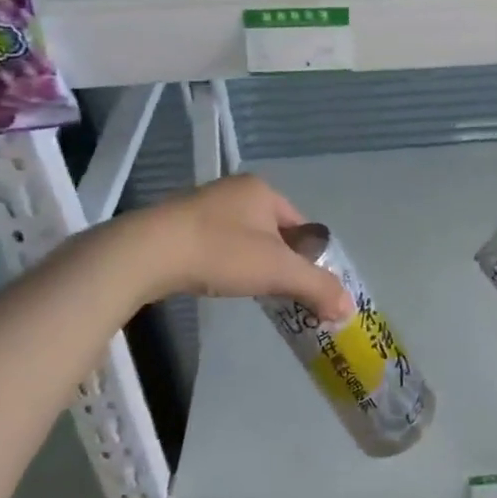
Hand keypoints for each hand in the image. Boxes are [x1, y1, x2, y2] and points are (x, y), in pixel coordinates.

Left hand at [126, 175, 351, 319]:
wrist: (147, 253)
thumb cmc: (220, 252)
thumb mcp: (277, 271)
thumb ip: (316, 287)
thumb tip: (349, 307)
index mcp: (262, 190)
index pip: (300, 224)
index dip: (308, 255)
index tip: (305, 283)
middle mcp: (235, 189)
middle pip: (272, 230)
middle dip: (279, 259)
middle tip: (278, 290)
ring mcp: (204, 204)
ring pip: (243, 237)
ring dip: (250, 261)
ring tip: (248, 289)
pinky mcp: (178, 223)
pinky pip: (216, 242)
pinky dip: (223, 261)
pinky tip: (216, 280)